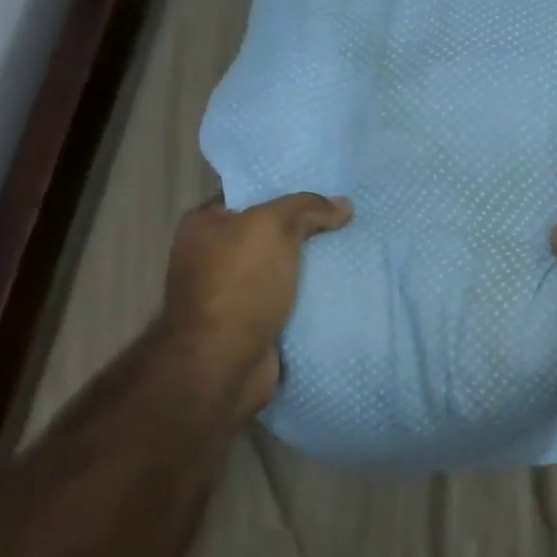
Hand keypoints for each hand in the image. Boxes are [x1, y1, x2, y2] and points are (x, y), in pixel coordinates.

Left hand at [161, 192, 352, 417]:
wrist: (224, 362)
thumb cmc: (240, 284)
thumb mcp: (273, 227)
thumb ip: (308, 208)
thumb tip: (343, 205)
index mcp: (204, 226)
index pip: (251, 197)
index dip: (287, 194)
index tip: (327, 195)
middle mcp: (211, 257)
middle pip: (269, 235)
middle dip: (305, 232)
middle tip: (346, 224)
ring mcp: (230, 294)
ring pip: (282, 270)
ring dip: (312, 268)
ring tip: (353, 255)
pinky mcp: (250, 325)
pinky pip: (288, 302)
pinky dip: (310, 299)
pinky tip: (342, 291)